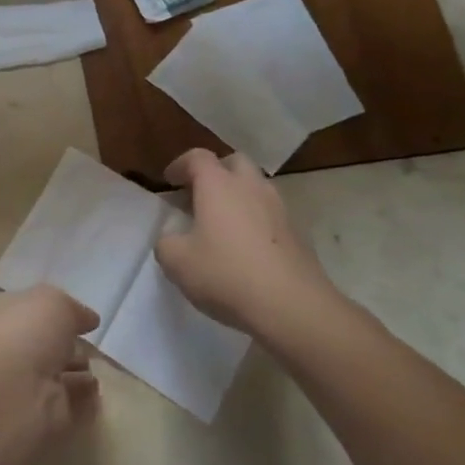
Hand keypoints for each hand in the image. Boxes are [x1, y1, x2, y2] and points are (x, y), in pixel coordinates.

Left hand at [0, 286, 100, 436]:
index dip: (48, 310)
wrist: (15, 391)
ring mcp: (21, 384)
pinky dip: (83, 400)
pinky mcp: (40, 416)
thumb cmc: (26, 332)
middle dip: (66, 345)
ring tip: (99, 367)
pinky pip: (67, 404)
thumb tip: (88, 319)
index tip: (77, 317)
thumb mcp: (54, 301)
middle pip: (39, 344)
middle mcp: (5, 348)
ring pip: (53, 375)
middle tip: (91, 345)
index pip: (21, 308)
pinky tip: (98, 391)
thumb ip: (73, 308)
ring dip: (76, 373)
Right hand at [155, 148, 344, 344]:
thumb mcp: (176, 262)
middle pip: (235, 162)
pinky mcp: (299, 234)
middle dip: (215, 172)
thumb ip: (166, 242)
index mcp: (218, 185)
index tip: (169, 181)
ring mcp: (280, 209)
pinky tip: (247, 247)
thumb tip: (173, 238)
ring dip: (238, 196)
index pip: (197, 157)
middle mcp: (251, 187)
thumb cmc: (226, 274)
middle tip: (199, 195)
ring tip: (223, 223)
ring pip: (257, 187)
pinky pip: (271, 214)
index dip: (180, 165)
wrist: (292, 307)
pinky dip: (256, 220)